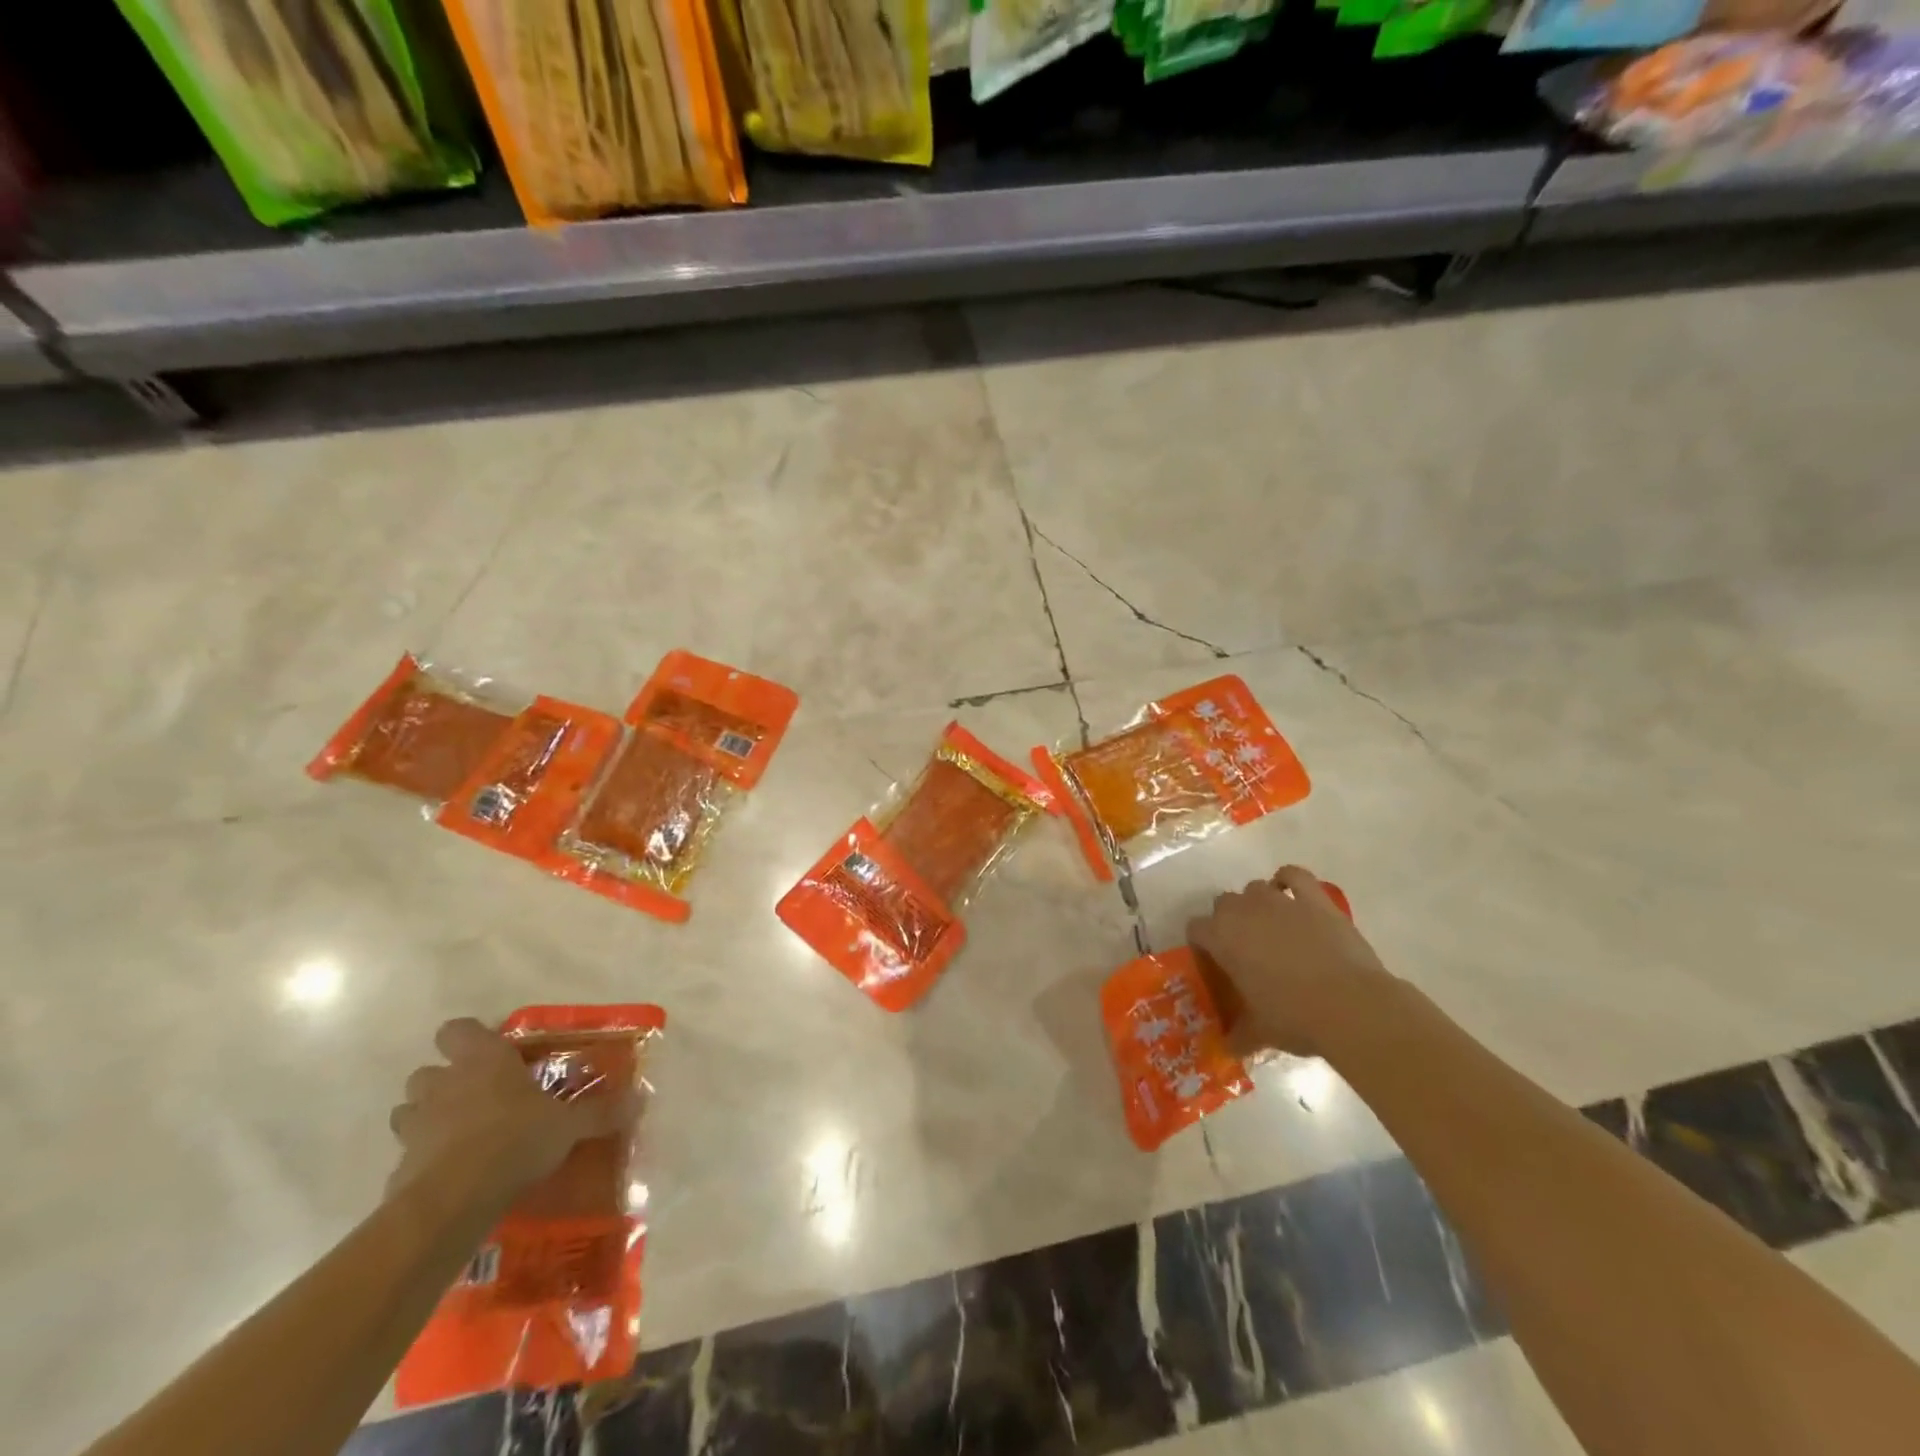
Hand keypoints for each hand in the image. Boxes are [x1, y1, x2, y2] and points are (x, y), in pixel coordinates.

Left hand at [387, 1018, 640, 1203]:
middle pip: (427, 1071)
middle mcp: (443, 1085)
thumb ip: (600, 1112)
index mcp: (482, 1060)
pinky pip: (409, 1156)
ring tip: (460, 1134)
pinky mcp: (398, 1168)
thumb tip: (640, 1099)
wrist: (452, 1201)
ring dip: (428, 1117)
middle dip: (445, 1081)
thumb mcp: (568, 1125)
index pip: (458, 1029)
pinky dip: (424, 1161)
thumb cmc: (514, 1140)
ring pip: (409, 1111)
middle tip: (479, 1096)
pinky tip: (450, 1177)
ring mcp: (415, 1127)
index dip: (470, 1037)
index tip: (493, 1052)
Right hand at [1187, 866, 1396, 1059]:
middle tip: (1244, 949)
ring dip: (1257, 904)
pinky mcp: (1314, 899)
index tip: (1214, 961)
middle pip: (1224, 904)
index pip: (1196, 928)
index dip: (1203, 943)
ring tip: (1271, 927)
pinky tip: (1291, 893)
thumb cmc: (1295, 1018)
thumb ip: (1240, 1034)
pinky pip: (1294, 876)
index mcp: (1221, 938)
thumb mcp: (1260, 1032)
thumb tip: (1229, 1047)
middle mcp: (1243, 911)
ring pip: (1255, 889)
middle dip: (1229, 921)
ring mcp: (1280, 900)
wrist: (1352, 1007)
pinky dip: (1289, 880)